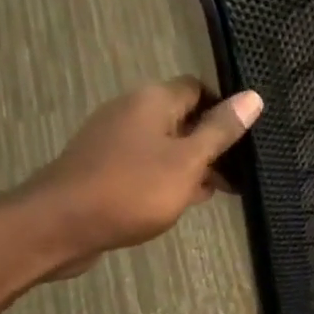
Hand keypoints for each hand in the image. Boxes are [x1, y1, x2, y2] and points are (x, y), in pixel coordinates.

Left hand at [26, 78, 262, 271]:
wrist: (60, 225)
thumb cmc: (132, 190)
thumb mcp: (187, 161)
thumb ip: (220, 131)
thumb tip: (253, 96)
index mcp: (152, 100)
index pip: (198, 88)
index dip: (224, 109)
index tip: (246, 138)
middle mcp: (130, 111)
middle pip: (181, 118)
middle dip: (210, 143)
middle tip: (239, 173)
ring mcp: (112, 141)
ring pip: (163, 146)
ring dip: (189, 165)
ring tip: (217, 192)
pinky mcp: (102, 168)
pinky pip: (143, 166)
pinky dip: (165, 179)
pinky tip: (180, 202)